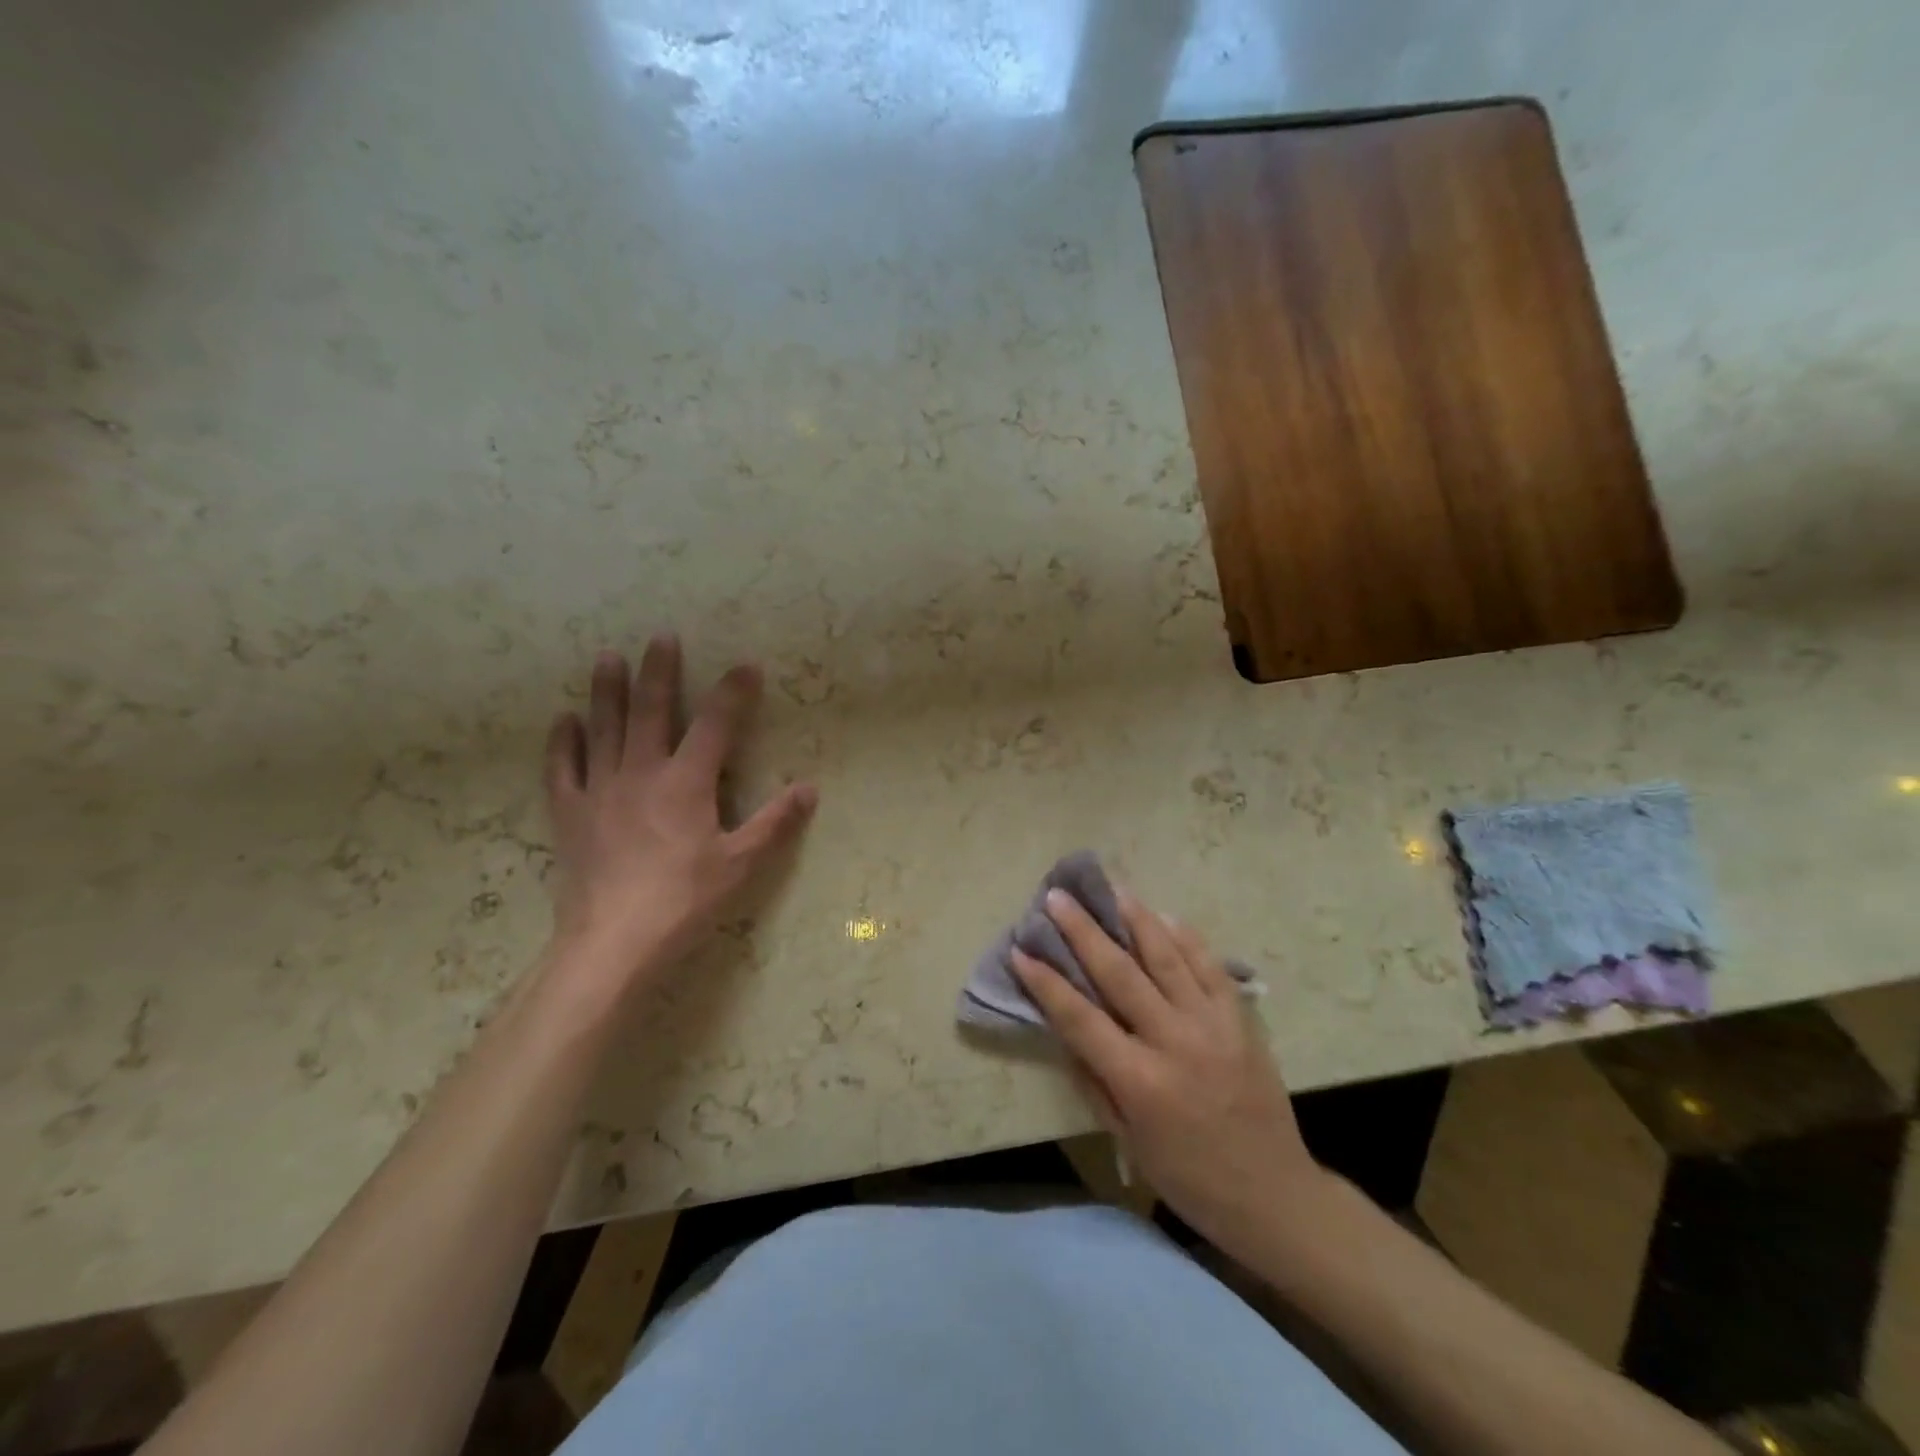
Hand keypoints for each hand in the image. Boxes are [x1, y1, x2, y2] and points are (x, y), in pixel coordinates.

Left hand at [543, 635, 816, 991]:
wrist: (613, 941)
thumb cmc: (684, 900)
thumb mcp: (741, 863)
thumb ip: (775, 822)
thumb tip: (810, 788)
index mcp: (686, 782)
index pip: (715, 724)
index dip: (733, 692)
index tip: (746, 665)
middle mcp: (641, 772)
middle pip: (650, 710)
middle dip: (659, 671)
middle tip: (661, 636)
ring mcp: (600, 789)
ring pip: (603, 728)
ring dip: (606, 690)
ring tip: (607, 656)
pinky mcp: (570, 813)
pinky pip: (562, 768)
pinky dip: (562, 741)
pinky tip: (563, 720)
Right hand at [1011, 888, 1325, 1256]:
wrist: (1273, 1193)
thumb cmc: (1188, 1176)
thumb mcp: (1127, 1139)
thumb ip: (1094, 1080)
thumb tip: (1065, 1029)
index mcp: (1140, 1081)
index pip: (1080, 1018)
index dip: (1046, 982)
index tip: (1021, 950)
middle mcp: (1174, 1042)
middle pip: (1119, 973)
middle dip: (1083, 931)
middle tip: (1058, 898)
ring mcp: (1212, 1024)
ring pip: (1166, 957)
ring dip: (1134, 918)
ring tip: (1110, 889)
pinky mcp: (1240, 1019)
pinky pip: (1209, 966)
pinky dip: (1185, 937)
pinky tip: (1163, 916)